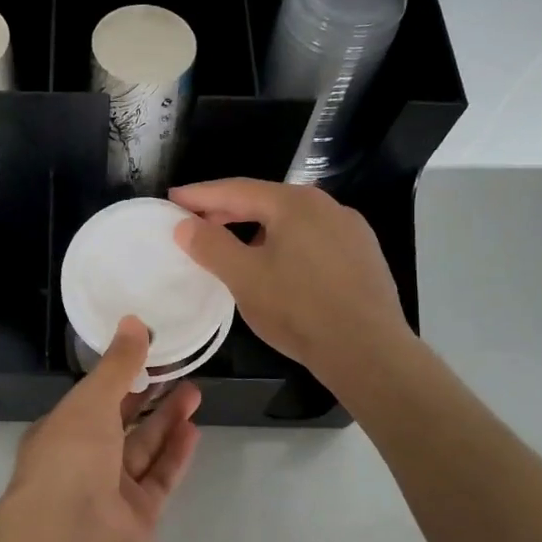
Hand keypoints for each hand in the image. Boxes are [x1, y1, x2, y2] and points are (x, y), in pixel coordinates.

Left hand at [5, 317, 200, 541]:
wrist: (71, 535)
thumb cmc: (71, 455)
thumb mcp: (91, 399)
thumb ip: (118, 364)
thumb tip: (134, 321)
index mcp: (61, 430)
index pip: (93, 397)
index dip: (119, 375)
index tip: (148, 354)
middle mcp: (83, 459)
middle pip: (121, 422)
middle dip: (148, 396)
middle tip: (179, 370)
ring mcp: (111, 489)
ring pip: (143, 448)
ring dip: (167, 420)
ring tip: (195, 392)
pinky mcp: (138, 514)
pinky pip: (159, 478)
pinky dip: (175, 454)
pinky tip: (193, 429)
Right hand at [171, 178, 409, 386]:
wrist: (369, 351)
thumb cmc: (298, 309)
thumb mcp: (244, 277)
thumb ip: (210, 245)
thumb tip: (185, 225)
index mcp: (295, 203)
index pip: (237, 189)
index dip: (201, 194)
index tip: (173, 198)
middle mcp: (327, 206)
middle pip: (266, 201)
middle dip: (227, 211)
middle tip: (195, 223)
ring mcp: (351, 230)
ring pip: (291, 222)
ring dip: (256, 229)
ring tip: (232, 247)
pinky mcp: (363, 256)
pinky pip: (312, 240)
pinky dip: (284, 244)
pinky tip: (276, 268)